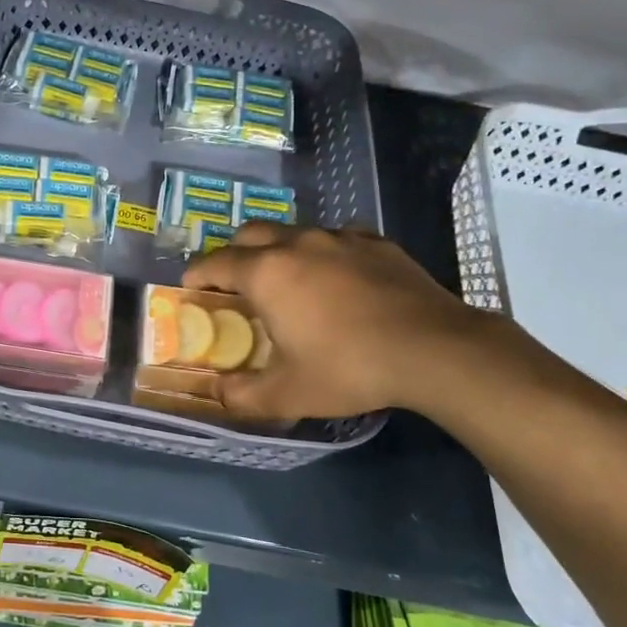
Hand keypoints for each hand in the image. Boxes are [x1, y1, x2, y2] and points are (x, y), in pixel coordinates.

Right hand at [181, 224, 508, 420]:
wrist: (435, 349)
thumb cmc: (350, 368)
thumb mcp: (289, 394)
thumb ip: (243, 395)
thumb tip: (219, 393)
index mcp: (267, 273)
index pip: (215, 263)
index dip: (197, 275)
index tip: (191, 288)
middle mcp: (297, 243)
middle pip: (250, 233)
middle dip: (234, 253)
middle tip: (236, 283)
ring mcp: (340, 237)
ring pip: (294, 231)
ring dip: (279, 250)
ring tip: (290, 281)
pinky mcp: (375, 241)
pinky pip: (336, 238)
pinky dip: (323, 253)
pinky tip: (339, 279)